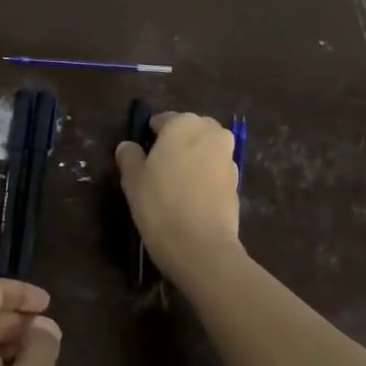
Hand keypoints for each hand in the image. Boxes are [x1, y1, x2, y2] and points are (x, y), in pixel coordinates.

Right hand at [115, 111, 242, 283]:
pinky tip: (190, 200)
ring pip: (204, 151)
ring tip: (174, 187)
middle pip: (188, 131)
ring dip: (191, 161)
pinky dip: (203, 178)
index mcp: (183, 123)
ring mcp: (228, 157)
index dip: (148, 138)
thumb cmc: (159, 204)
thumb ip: (129, 155)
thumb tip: (129, 147)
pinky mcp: (237, 182)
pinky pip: (214, 171)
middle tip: (157, 171)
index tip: (140, 159)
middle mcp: (211, 132)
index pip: (161, 120)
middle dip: (175, 145)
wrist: (200, 245)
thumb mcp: (132, 179)